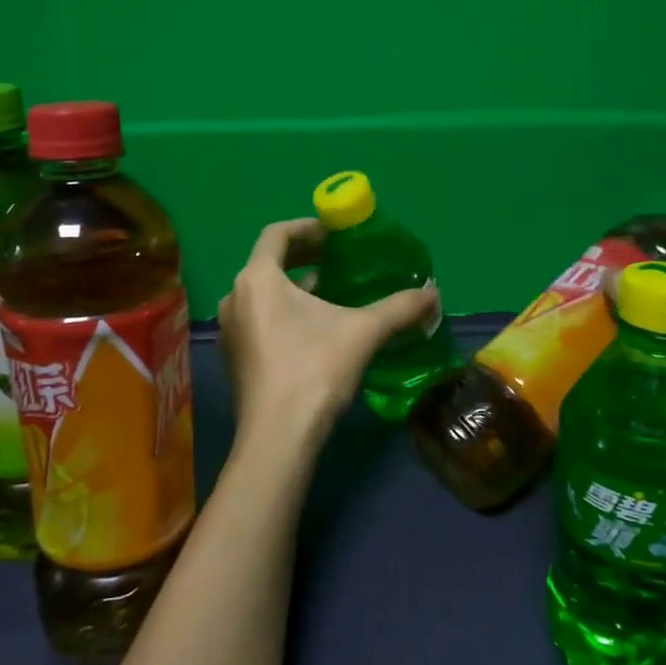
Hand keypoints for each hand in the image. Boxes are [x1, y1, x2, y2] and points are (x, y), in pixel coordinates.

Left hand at [217, 218, 438, 446]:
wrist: (278, 437)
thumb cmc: (315, 370)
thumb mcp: (364, 332)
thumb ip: (399, 308)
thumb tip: (434, 294)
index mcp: (258, 278)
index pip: (277, 234)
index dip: (308, 227)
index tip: (335, 234)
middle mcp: (235, 297)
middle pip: (269, 262)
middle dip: (304, 258)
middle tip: (338, 259)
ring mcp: (231, 329)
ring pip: (263, 293)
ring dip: (295, 287)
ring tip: (331, 294)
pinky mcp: (234, 357)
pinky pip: (258, 318)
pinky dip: (283, 312)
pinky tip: (314, 330)